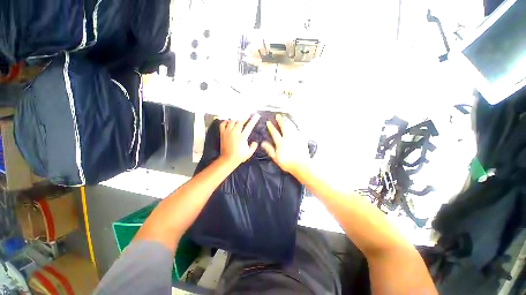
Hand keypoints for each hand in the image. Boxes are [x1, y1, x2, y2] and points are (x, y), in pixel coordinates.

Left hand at [219, 114, 259, 166]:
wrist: (228, 159)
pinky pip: (222, 124)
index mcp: (242, 137)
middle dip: (245, 116)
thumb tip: (255, 142)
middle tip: (249, 114)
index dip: (254, 120)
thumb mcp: (249, 153)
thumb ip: (253, 146)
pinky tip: (228, 121)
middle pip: (240, 121)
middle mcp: (235, 133)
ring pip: (232, 121)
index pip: (249, 126)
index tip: (257, 115)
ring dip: (236, 118)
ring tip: (239, 117)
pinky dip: (226, 121)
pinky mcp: (222, 134)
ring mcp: (227, 132)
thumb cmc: (239, 157)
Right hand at [261, 114, 309, 174]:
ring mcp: (296, 137)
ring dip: (287, 121)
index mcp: (281, 143)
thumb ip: (269, 149)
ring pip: (291, 126)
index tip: (268, 122)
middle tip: (278, 116)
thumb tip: (263, 143)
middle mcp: (288, 138)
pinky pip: (298, 129)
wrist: (301, 165)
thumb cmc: (288, 163)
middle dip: (280, 120)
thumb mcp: (276, 158)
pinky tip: (294, 124)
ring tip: (285, 117)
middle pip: (284, 126)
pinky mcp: (302, 138)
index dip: (271, 127)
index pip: (275, 132)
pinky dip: (295, 125)